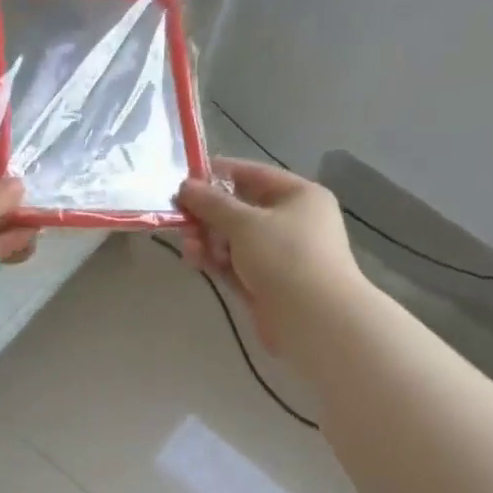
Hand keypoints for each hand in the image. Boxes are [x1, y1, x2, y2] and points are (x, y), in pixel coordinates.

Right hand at [176, 158, 365, 364]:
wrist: (314, 319)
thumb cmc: (285, 257)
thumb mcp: (245, 222)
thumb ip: (212, 203)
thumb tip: (185, 186)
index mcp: (299, 196)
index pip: (253, 174)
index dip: (219, 174)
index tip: (185, 179)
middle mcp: (291, 221)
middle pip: (240, 209)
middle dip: (208, 213)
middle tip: (179, 216)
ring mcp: (278, 255)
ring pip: (234, 239)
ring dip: (208, 239)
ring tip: (187, 244)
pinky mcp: (265, 282)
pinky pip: (234, 264)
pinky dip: (215, 260)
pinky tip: (194, 259)